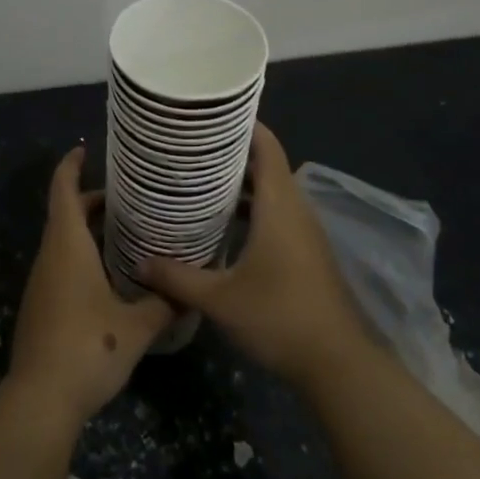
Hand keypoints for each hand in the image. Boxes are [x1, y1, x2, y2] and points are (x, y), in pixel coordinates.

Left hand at [8, 147, 174, 424]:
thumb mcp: (136, 326)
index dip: (71, 167)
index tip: (85, 150)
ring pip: (63, 241)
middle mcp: (50, 257)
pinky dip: (83, 255)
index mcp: (67, 246)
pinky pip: (61, 265)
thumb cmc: (88, 347)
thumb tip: (191, 292)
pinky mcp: (41, 306)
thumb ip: (164, 304)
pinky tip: (111, 274)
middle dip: (92, 201)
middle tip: (130, 198)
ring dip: (88, 230)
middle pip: (65, 214)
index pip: (63, 191)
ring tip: (127, 232)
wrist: (41, 399)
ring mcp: (41, 283)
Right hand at [136, 124, 366, 388]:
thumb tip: (141, 262)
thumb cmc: (280, 318)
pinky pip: (277, 213)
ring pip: (272, 191)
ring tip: (199, 179)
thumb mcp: (220, 300)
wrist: (338, 364)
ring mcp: (305, 232)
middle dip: (230, 152)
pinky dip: (252, 208)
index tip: (208, 115)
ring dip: (241, 183)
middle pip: (266, 164)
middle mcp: (295, 209)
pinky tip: (224, 224)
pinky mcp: (306, 252)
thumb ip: (178, 278)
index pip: (266, 146)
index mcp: (279, 205)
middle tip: (190, 147)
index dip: (242, 124)